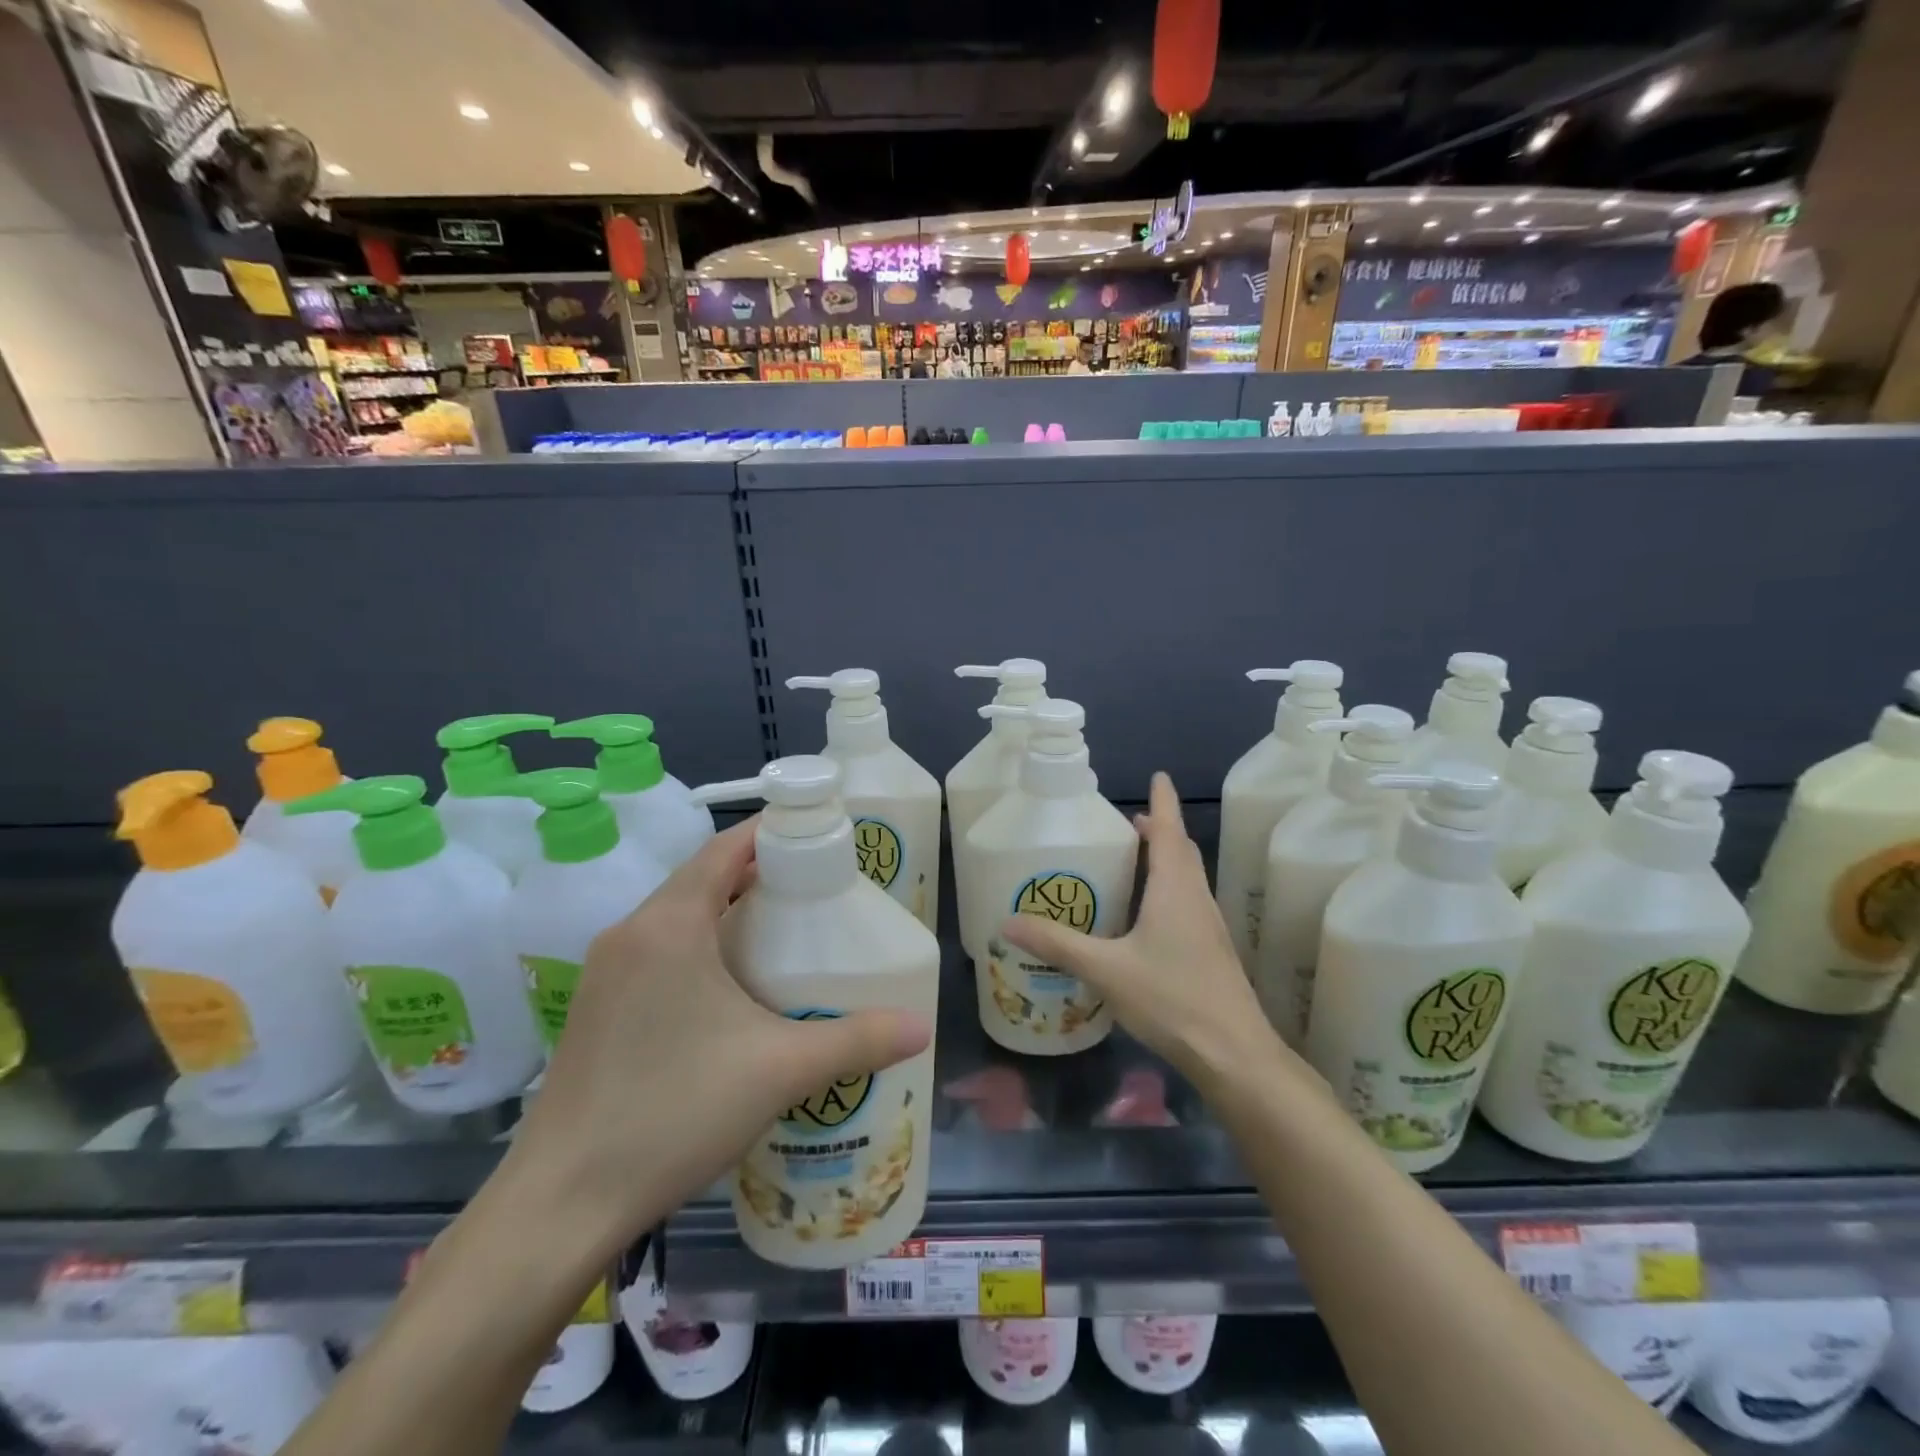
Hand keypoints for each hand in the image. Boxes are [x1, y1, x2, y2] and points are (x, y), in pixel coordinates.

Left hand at [504, 820, 931, 1254]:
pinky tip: (732, 988)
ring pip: (678, 916)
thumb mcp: (779, 1070)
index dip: (772, 832)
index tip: (820, 835)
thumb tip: (921, 1028)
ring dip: (728, 911)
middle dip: (759, 873)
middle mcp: (630, 933)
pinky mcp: (596, 1008)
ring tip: (785, 932)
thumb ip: (856, 1040)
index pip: (725, 848)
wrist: (560, 1204)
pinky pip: (659, 951)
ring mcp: (605, 972)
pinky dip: (701, 945)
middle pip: (702, 877)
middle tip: (818, 888)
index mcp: (668, 924)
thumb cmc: (673, 1111)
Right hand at [999, 773, 1308, 1097]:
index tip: (1158, 776)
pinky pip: (1188, 902)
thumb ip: (1057, 944)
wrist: (1234, 1053)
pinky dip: (1168, 889)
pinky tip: (1146, 916)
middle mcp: (1196, 898)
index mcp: (1174, 888)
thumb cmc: (1172, 998)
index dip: (1162, 801)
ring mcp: (1208, 926)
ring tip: (1133, 860)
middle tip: (1128, 821)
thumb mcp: (1106, 969)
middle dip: (1159, 829)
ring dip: (1165, 859)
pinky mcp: (1210, 950)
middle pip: (1180, 850)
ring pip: (1187, 877)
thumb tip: (1008, 923)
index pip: (1169, 830)